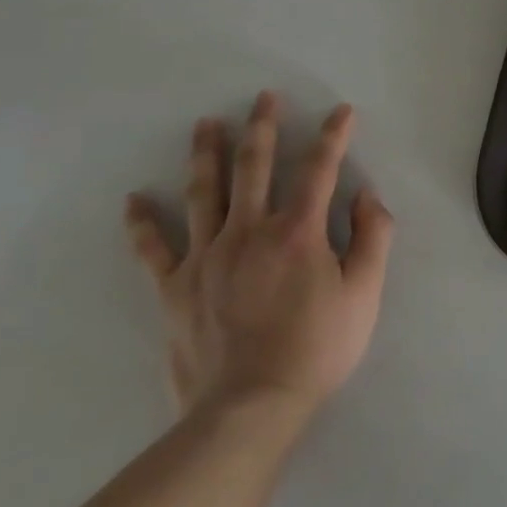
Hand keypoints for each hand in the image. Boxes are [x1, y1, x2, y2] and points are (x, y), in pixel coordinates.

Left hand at [124, 91, 394, 423]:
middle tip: (263, 97)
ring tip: (205, 124)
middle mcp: (249, 232)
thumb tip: (366, 195)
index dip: (333, 136)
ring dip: (206, 154)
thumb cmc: (317, 348)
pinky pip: (154, 249)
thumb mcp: (366, 293)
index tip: (341, 112)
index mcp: (298, 232)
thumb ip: (373, 237)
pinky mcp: (175, 289)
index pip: (319, 169)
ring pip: (204, 193)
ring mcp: (206, 258)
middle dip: (262, 127)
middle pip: (254, 168)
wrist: (249, 409)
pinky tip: (134, 200)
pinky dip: (142, 224)